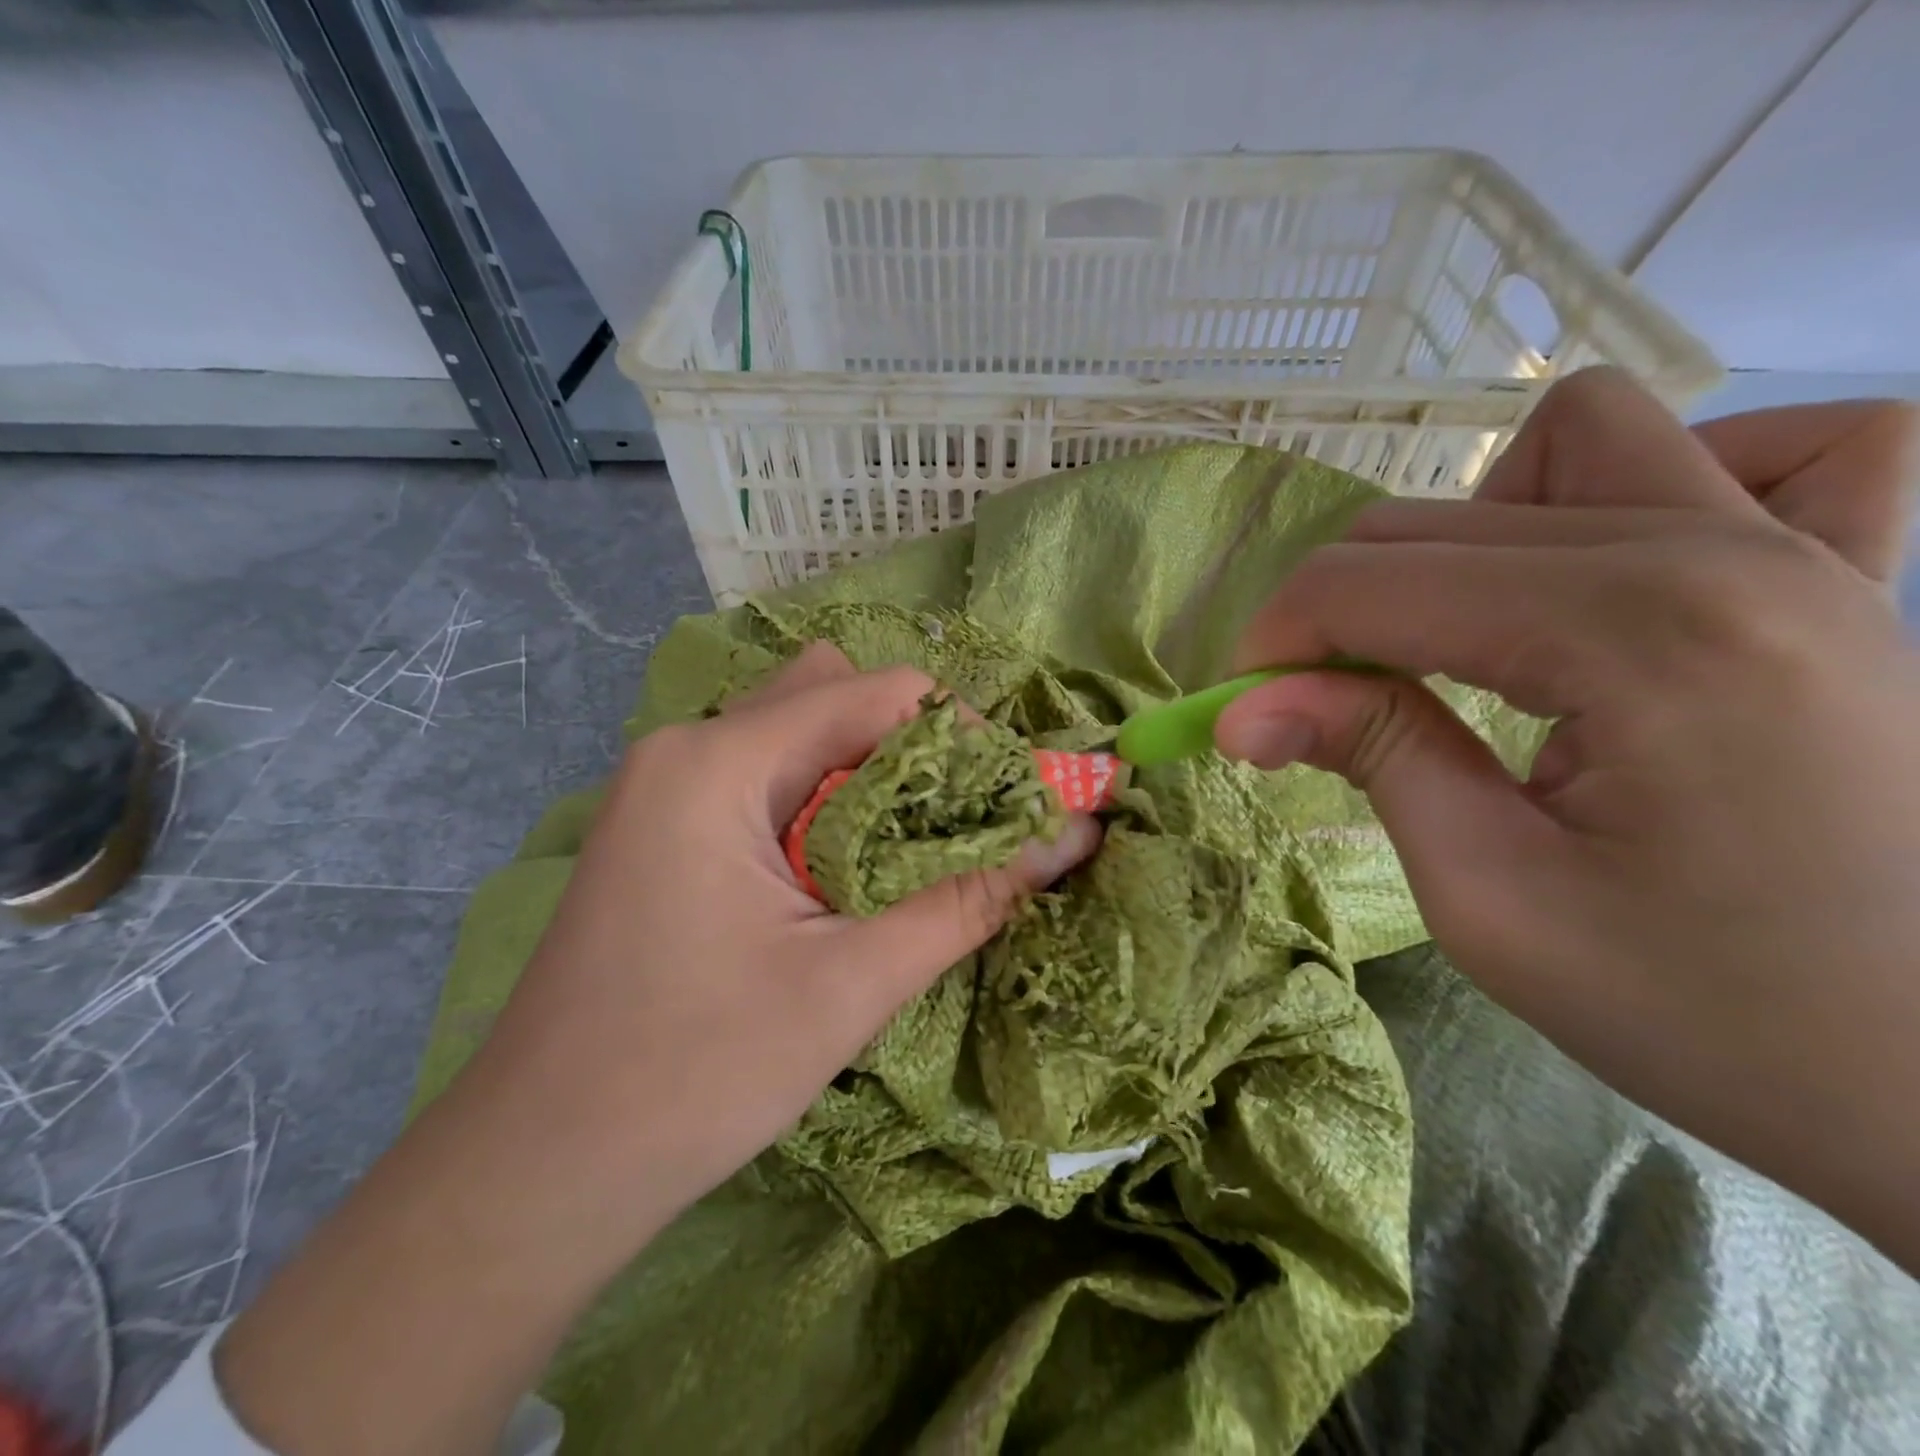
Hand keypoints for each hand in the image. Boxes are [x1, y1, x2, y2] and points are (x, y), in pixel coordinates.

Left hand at [476, 639, 1100, 1234]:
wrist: (539, 1168)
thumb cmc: (695, 1074)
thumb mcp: (852, 982)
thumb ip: (970, 899)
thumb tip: (1074, 839)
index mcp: (720, 760)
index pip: (876, 690)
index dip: (961, 733)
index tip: (1009, 798)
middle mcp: (686, 747)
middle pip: (834, 694)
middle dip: (914, 746)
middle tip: (959, 823)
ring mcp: (665, 784)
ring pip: (796, 731)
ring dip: (867, 773)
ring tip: (908, 848)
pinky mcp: (663, 825)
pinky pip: (763, 773)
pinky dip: (822, 797)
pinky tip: (842, 868)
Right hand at [1216, 368, 1919, 1268]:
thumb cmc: (1707, 1013)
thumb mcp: (1490, 899)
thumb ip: (1370, 758)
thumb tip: (1238, 711)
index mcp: (1638, 638)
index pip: (1372, 581)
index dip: (1274, 639)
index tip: (1240, 708)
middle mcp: (1725, 552)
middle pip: (1436, 519)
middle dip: (1338, 602)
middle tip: (1319, 700)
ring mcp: (1811, 546)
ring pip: (1574, 440)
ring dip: (1475, 526)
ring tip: (1464, 632)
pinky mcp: (1853, 571)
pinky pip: (1772, 450)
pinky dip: (1658, 490)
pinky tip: (1619, 577)